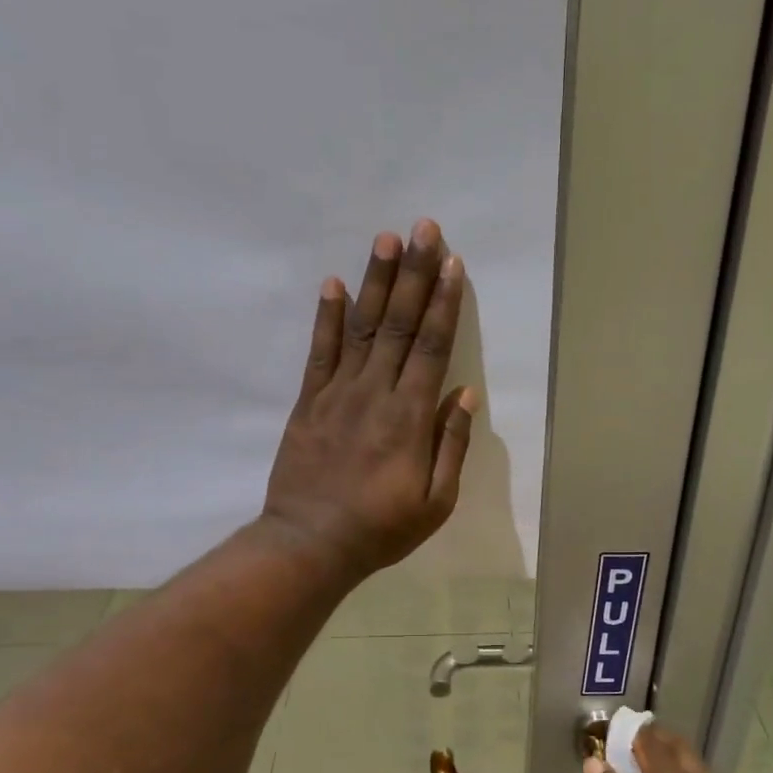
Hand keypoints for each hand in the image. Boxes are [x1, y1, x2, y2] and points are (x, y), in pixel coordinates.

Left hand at [262, 220, 476, 581]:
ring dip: (375, 282)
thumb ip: (451, 445)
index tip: (452, 263)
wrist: (311, 544)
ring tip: (385, 239)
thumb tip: (464, 394)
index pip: (432, 347)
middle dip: (414, 274)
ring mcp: (337, 394)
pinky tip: (333, 284)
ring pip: (362, 328)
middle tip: (423, 228)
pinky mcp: (308, 402)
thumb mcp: (436, 502)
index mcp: (410, 418)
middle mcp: (376, 393)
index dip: (443, 303)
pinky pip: (319, 352)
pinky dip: (327, 317)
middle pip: (400, 325)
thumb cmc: (381, 528)